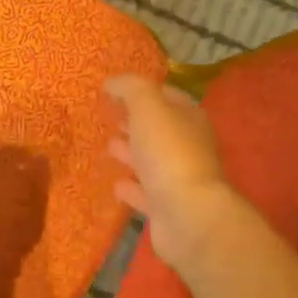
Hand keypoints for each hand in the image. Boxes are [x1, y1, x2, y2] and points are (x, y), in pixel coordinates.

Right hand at [104, 75, 242, 272]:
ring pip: (152, 160)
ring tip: (108, 146)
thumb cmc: (169, 152)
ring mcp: (179, 179)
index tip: (116, 90)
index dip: (144, 91)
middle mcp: (188, 146)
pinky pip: (145, 193)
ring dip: (131, 153)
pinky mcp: (167, 209)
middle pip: (159, 129)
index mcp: (189, 119)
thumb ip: (130, 88)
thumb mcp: (148, 107)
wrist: (187, 216)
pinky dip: (131, 188)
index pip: (168, 96)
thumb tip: (113, 82)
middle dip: (136, 122)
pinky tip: (115, 184)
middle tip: (110, 117)